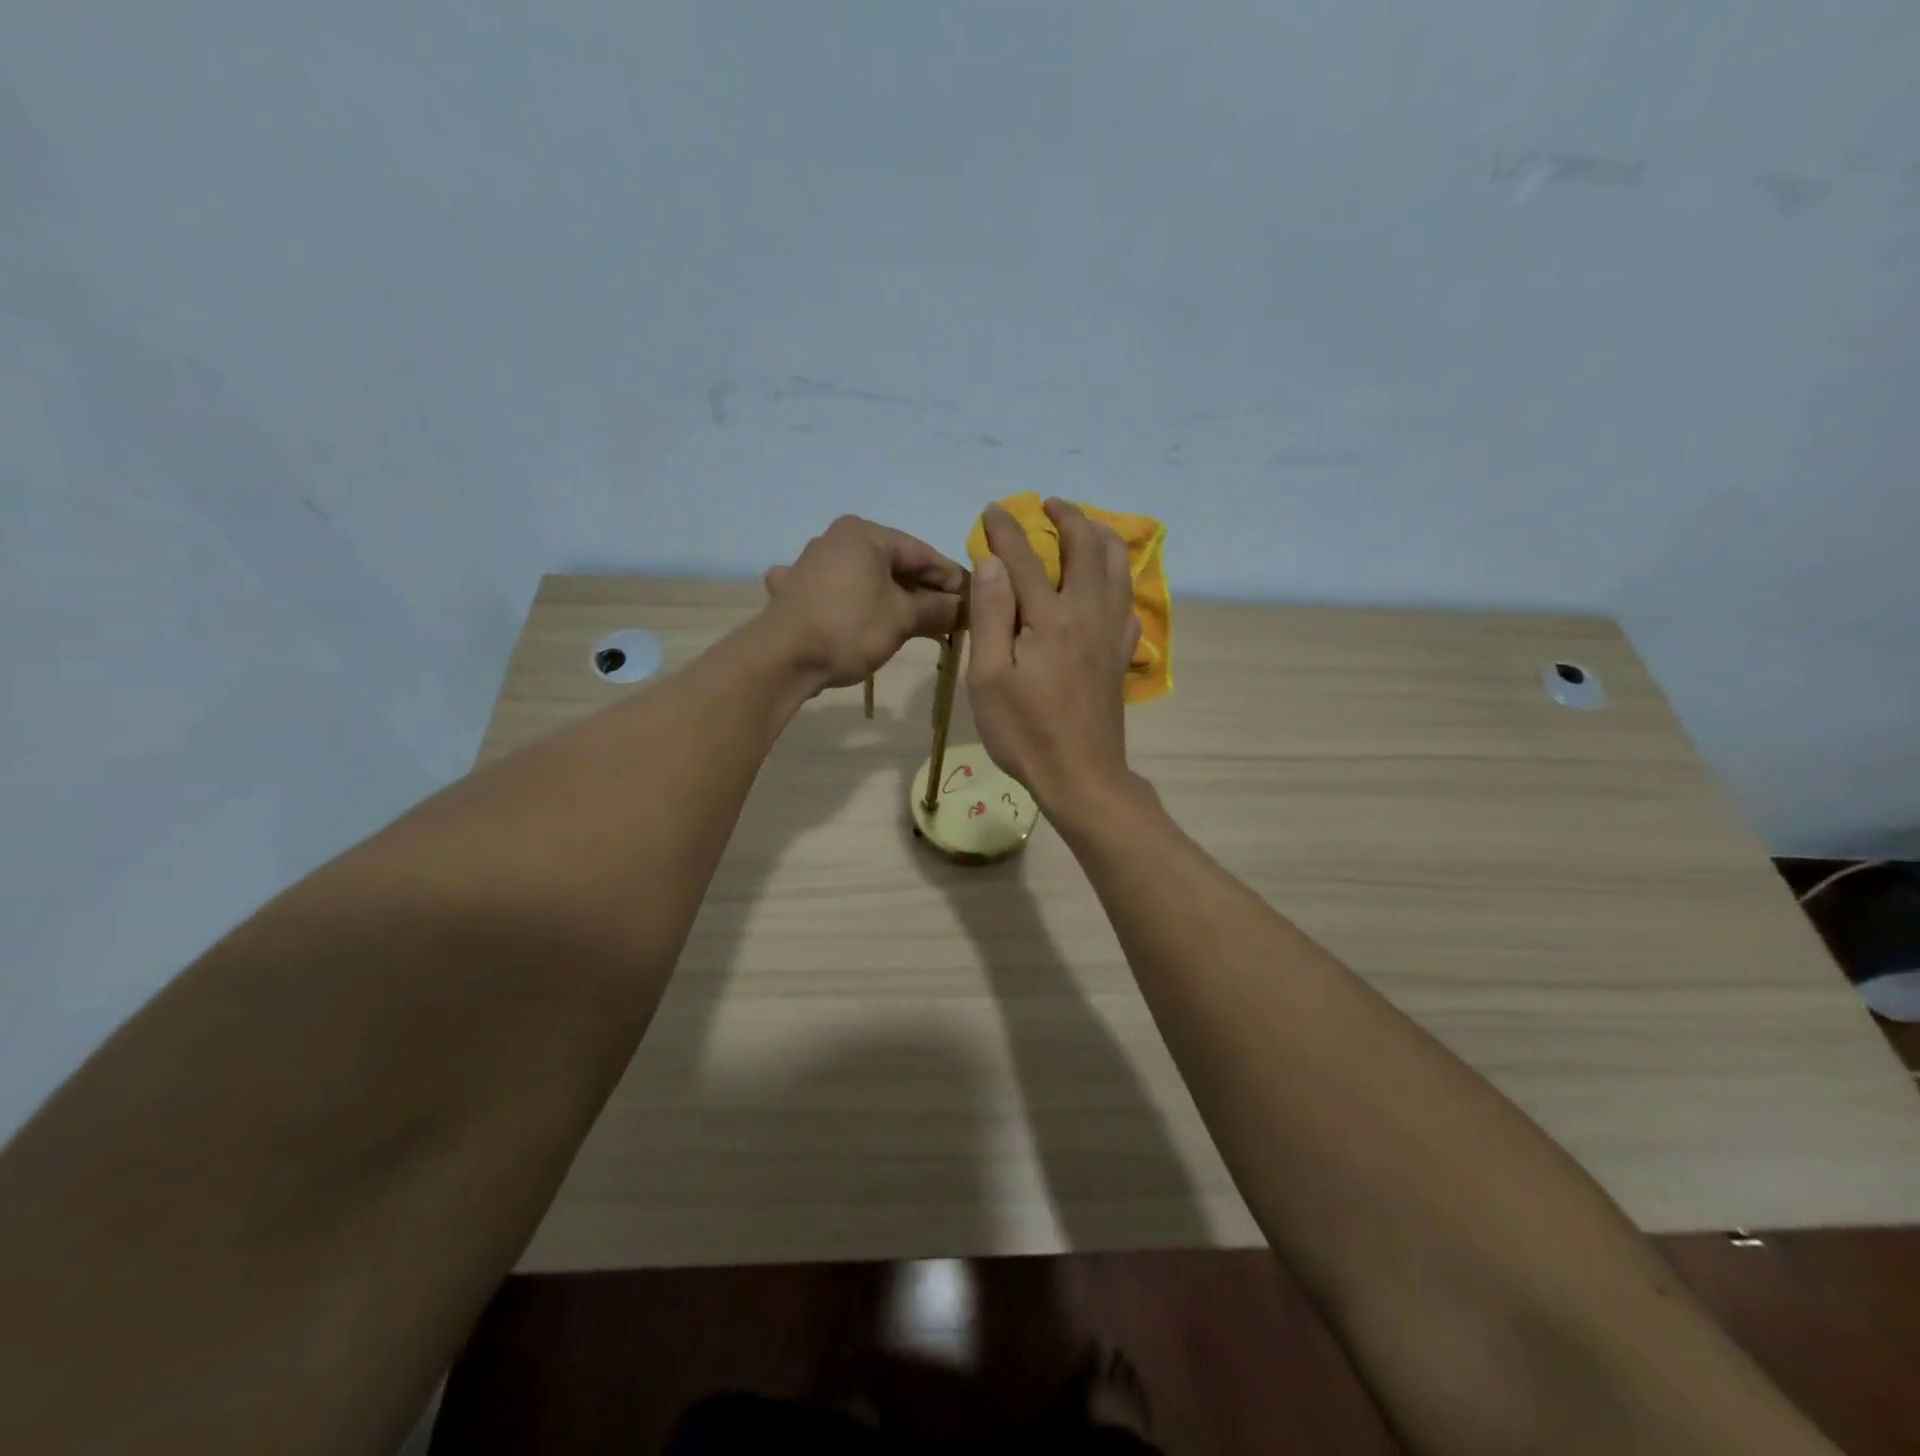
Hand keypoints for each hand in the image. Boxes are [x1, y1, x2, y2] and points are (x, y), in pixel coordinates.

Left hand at [763, 516, 965, 690]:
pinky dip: (858, 605)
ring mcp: (812, 564)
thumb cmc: (849, 628)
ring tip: (918, 625)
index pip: (922, 553)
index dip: (951, 580)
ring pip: (868, 579)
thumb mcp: (902, 619)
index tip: (974, 602)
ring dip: (894, 600)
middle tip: (951, 619)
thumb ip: (938, 609)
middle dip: (923, 592)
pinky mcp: (797, 590)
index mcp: (864, 534)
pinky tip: (860, 618)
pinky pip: (840, 592)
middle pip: (895, 565)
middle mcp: (837, 539)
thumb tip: (965, 608)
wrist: (782, 659)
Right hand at [968, 498, 1141, 816]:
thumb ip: (991, 615)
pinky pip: (1130, 600)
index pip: (1025, 558)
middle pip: (1087, 548)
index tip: (993, 509)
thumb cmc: (1025, 731)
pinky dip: (1121, 577)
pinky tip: (1110, 581)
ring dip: (1102, 536)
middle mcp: (1088, 613)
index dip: (1007, 529)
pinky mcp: (1122, 653)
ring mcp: (1111, 632)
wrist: (1081, 775)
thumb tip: (992, 561)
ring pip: (1119, 566)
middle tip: (1049, 504)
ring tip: (1087, 525)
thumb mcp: (989, 678)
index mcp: (1050, 618)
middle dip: (1068, 517)